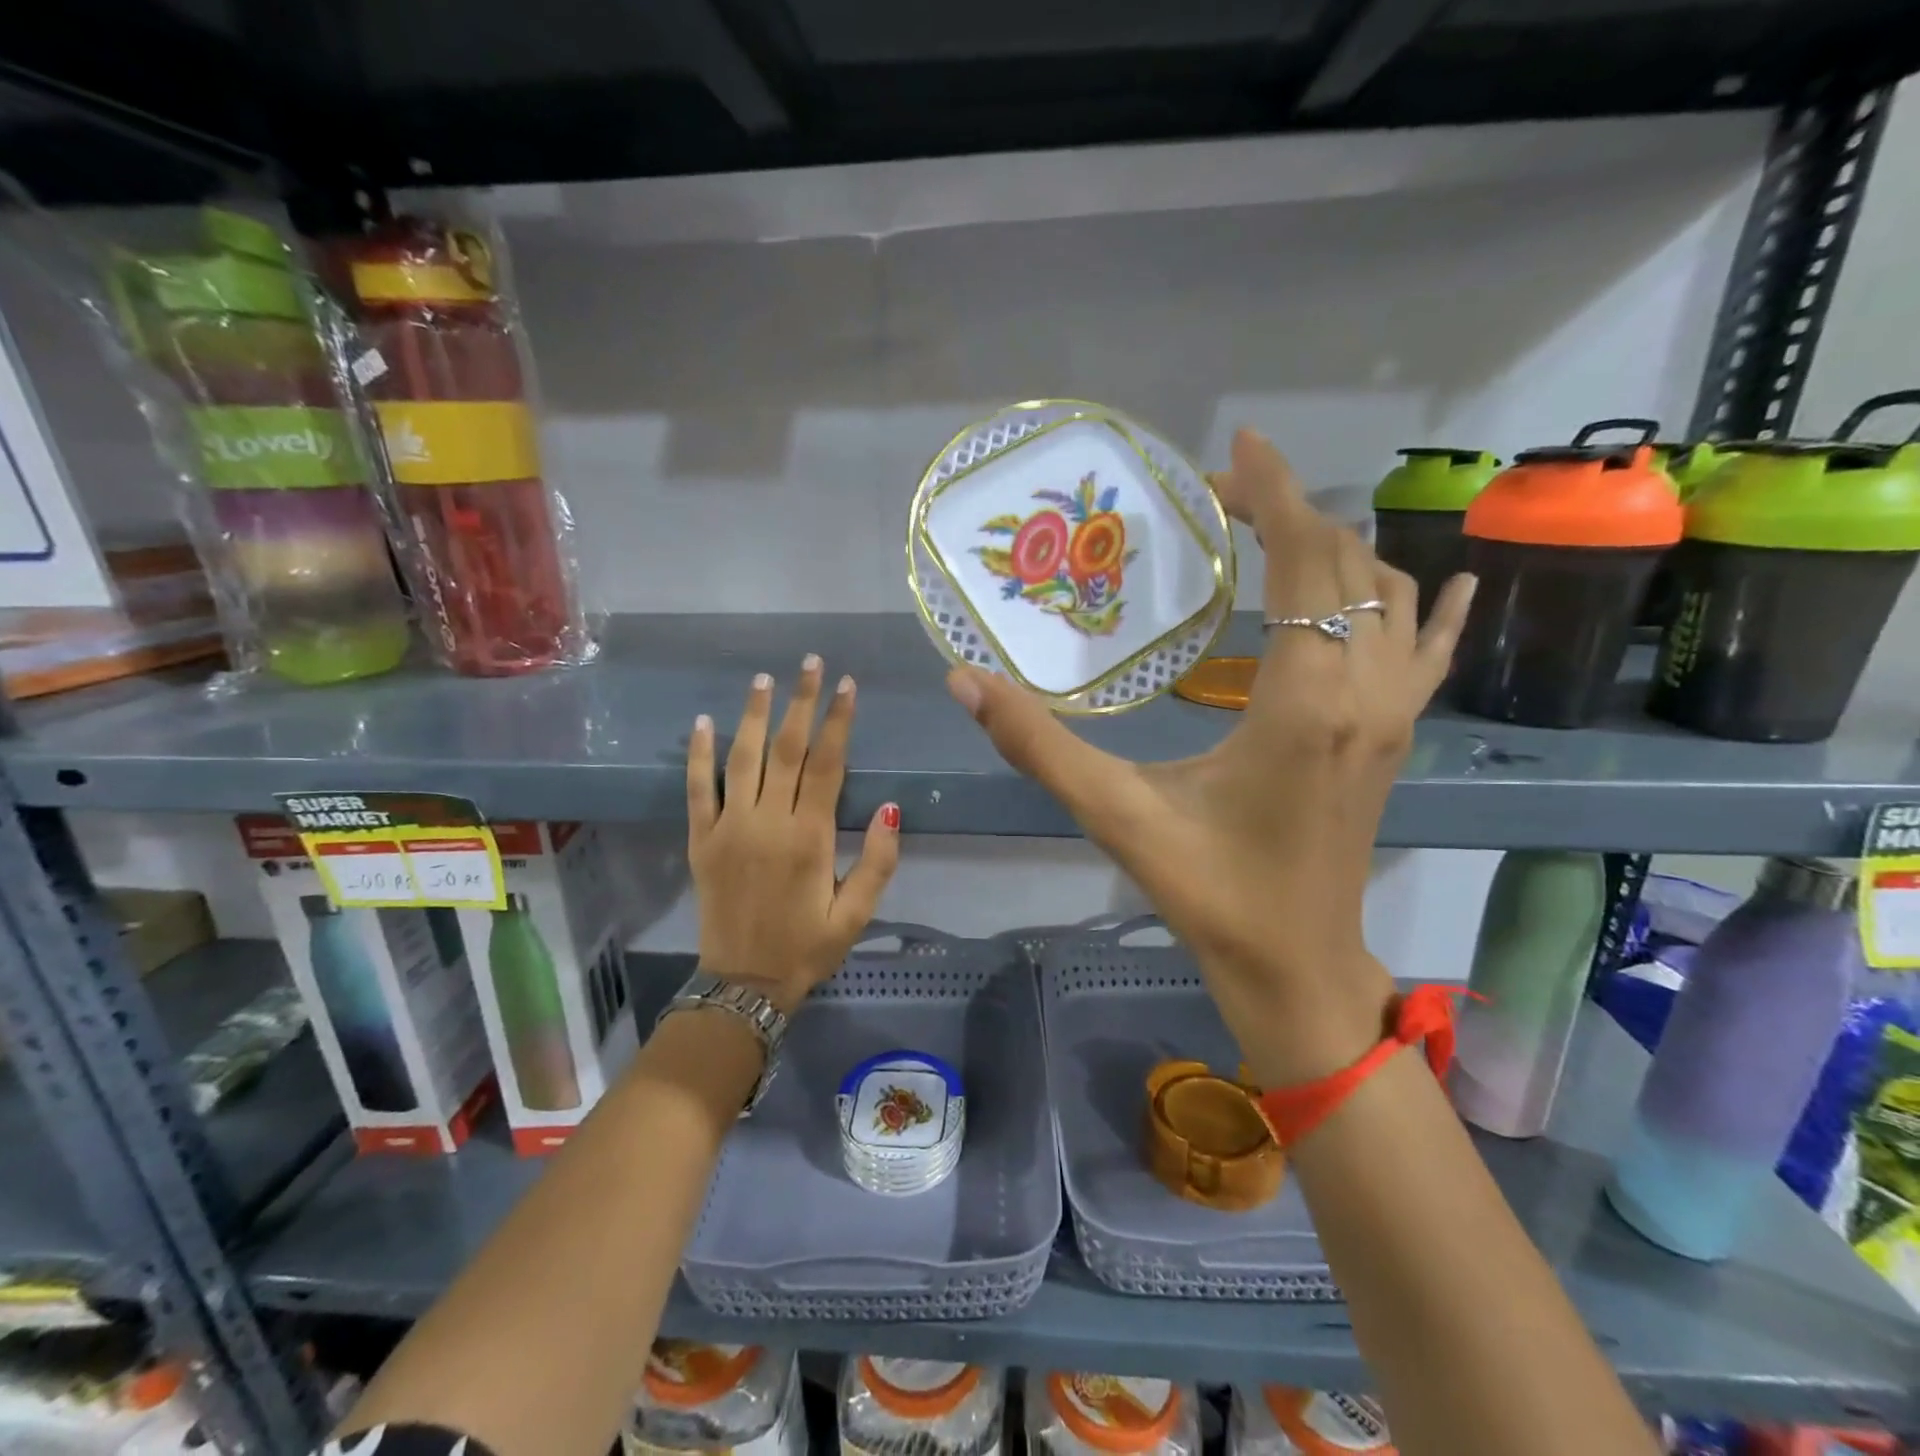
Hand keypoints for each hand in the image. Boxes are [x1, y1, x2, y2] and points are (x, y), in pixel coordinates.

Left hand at [687, 656, 900, 1013]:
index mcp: (809, 837)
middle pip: (786, 749)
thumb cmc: (807, 947)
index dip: (838, 721)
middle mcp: (768, 822)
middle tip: (810, 662)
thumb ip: (878, 860)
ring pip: (742, 758)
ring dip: (753, 715)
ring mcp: (729, 828)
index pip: (827, 764)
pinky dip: (698, 755)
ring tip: (764, 678)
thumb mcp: (856, 914)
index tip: (847, 685)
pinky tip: (702, 722)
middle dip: (800, 702)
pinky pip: (698, 790)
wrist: (743, 984)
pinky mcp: (701, 840)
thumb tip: (893, 807)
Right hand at [947, 430, 1474, 1084]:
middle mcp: (1364, 691)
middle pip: (1345, 564)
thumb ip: (1038, 745)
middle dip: (1290, 512)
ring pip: (1388, 596)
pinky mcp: (1397, 737)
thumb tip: (965, 682)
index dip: (1274, 494)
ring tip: (1275, 533)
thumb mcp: (1116, 814)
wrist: (1296, 966)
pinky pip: (1430, 650)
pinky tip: (1444, 581)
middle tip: (1220, 501)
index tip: (1236, 449)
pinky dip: (1431, 605)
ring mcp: (1394, 714)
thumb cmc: (1209, 891)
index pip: (1304, 561)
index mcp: (1302, 700)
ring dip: (1336, 549)